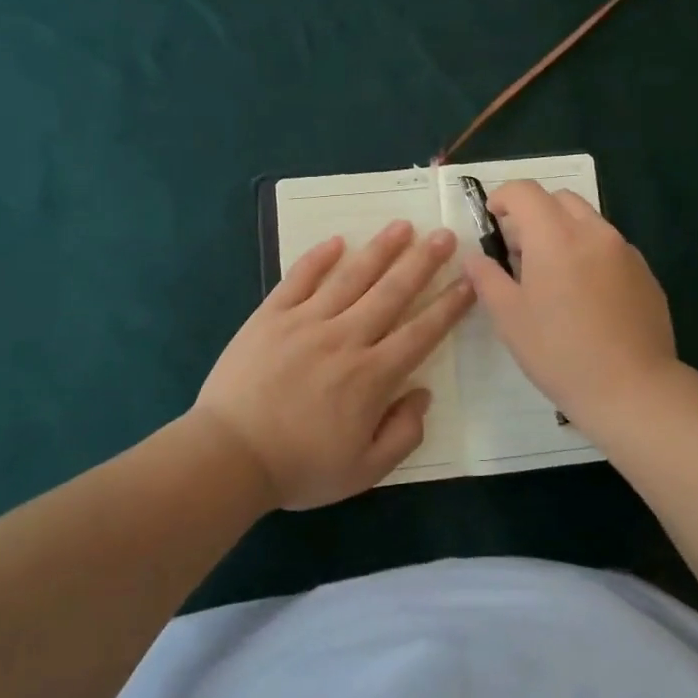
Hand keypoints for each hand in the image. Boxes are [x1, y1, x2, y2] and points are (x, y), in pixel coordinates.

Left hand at [193, 221, 474, 509]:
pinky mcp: (271, 316)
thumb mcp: (363, 471)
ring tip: (402, 226)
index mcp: (372, 376)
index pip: (421, 332)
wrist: (227, 457)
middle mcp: (345, 338)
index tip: (469, 280)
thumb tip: (422, 393)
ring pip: (351, 277)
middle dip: (423, 262)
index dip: (449, 306)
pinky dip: (319, 258)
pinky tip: (337, 240)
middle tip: (445, 235)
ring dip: (380, 250)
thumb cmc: (298, 468)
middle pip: (392, 293)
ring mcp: (306, 322)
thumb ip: (402, 434)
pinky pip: (299, 279)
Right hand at [464, 181, 676, 430]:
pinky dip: (589, 254)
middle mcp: (594, 232)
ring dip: (563, 232)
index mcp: (556, 236)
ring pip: (588, 221)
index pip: (525, 192)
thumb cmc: (560, 353)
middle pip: (560, 199)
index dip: (503, 197)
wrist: (633, 389)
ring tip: (552, 275)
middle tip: (519, 249)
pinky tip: (585, 296)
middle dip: (534, 212)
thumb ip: (487, 279)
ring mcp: (625, 251)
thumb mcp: (510, 318)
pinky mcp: (645, 273)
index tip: (491, 218)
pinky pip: (610, 248)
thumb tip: (475, 257)